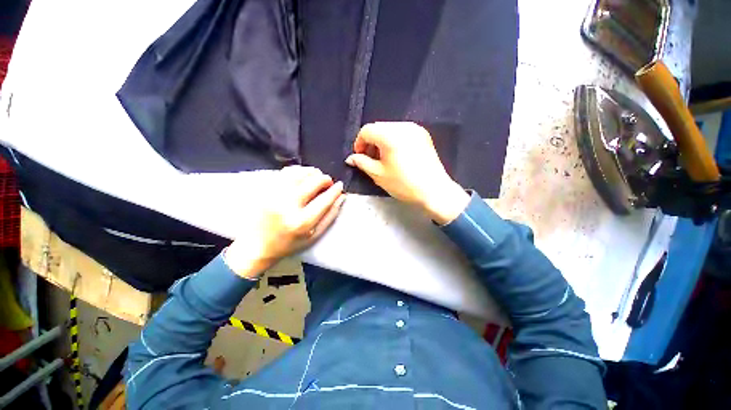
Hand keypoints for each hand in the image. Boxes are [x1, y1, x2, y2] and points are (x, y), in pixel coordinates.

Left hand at [224, 166, 344, 278]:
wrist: (256, 246)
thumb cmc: (289, 244)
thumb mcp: (314, 236)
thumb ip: (330, 216)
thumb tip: (341, 197)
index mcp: (302, 222)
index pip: (325, 199)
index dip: (335, 190)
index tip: (341, 185)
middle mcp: (287, 205)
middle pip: (313, 182)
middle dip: (325, 179)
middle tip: (328, 183)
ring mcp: (274, 195)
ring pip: (300, 172)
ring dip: (313, 172)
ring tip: (317, 177)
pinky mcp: (266, 189)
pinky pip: (286, 172)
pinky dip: (298, 170)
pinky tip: (303, 175)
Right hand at [345, 122, 468, 224]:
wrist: (434, 191)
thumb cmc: (404, 184)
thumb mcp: (378, 174)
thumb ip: (362, 163)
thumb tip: (351, 158)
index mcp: (390, 135)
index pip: (367, 130)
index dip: (359, 143)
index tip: (360, 157)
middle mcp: (403, 127)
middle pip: (378, 128)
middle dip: (370, 142)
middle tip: (370, 159)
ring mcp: (415, 129)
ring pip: (390, 129)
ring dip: (382, 141)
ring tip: (383, 159)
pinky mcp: (423, 135)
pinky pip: (402, 132)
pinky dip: (394, 141)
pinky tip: (396, 155)